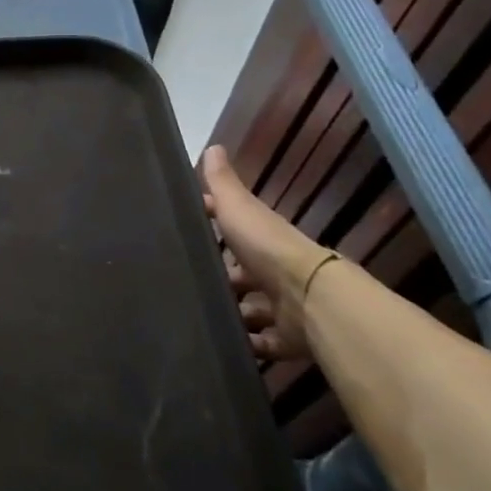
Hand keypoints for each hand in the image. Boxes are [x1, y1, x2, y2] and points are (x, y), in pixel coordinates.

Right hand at [199, 146, 332, 361]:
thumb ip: (222, 183)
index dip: (213, 226)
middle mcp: (272, 270)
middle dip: (218, 278)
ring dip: (230, 312)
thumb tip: (212, 145)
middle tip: (182, 282)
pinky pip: (262, 343)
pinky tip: (221, 343)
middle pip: (240, 274)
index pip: (233, 228)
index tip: (186, 230)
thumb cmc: (266, 246)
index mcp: (260, 237)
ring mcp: (280, 306)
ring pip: (249, 309)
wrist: (307, 297)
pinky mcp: (285, 337)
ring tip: (195, 315)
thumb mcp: (237, 207)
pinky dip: (246, 344)